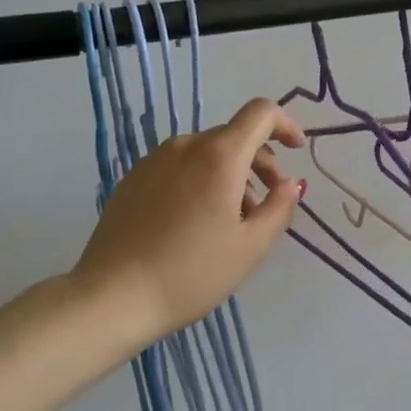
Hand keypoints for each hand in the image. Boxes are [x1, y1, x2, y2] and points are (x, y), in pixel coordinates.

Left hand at [73, 97, 305, 347]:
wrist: (114, 296)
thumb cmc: (193, 273)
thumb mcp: (251, 246)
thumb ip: (280, 208)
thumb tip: (290, 184)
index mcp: (219, 155)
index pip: (261, 113)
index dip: (285, 125)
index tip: (297, 152)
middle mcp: (185, 146)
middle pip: (233, 136)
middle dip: (259, 162)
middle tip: (266, 205)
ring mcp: (153, 161)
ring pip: (204, 154)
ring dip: (229, 175)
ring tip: (231, 222)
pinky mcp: (132, 180)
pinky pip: (178, 168)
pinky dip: (200, 182)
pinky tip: (195, 224)